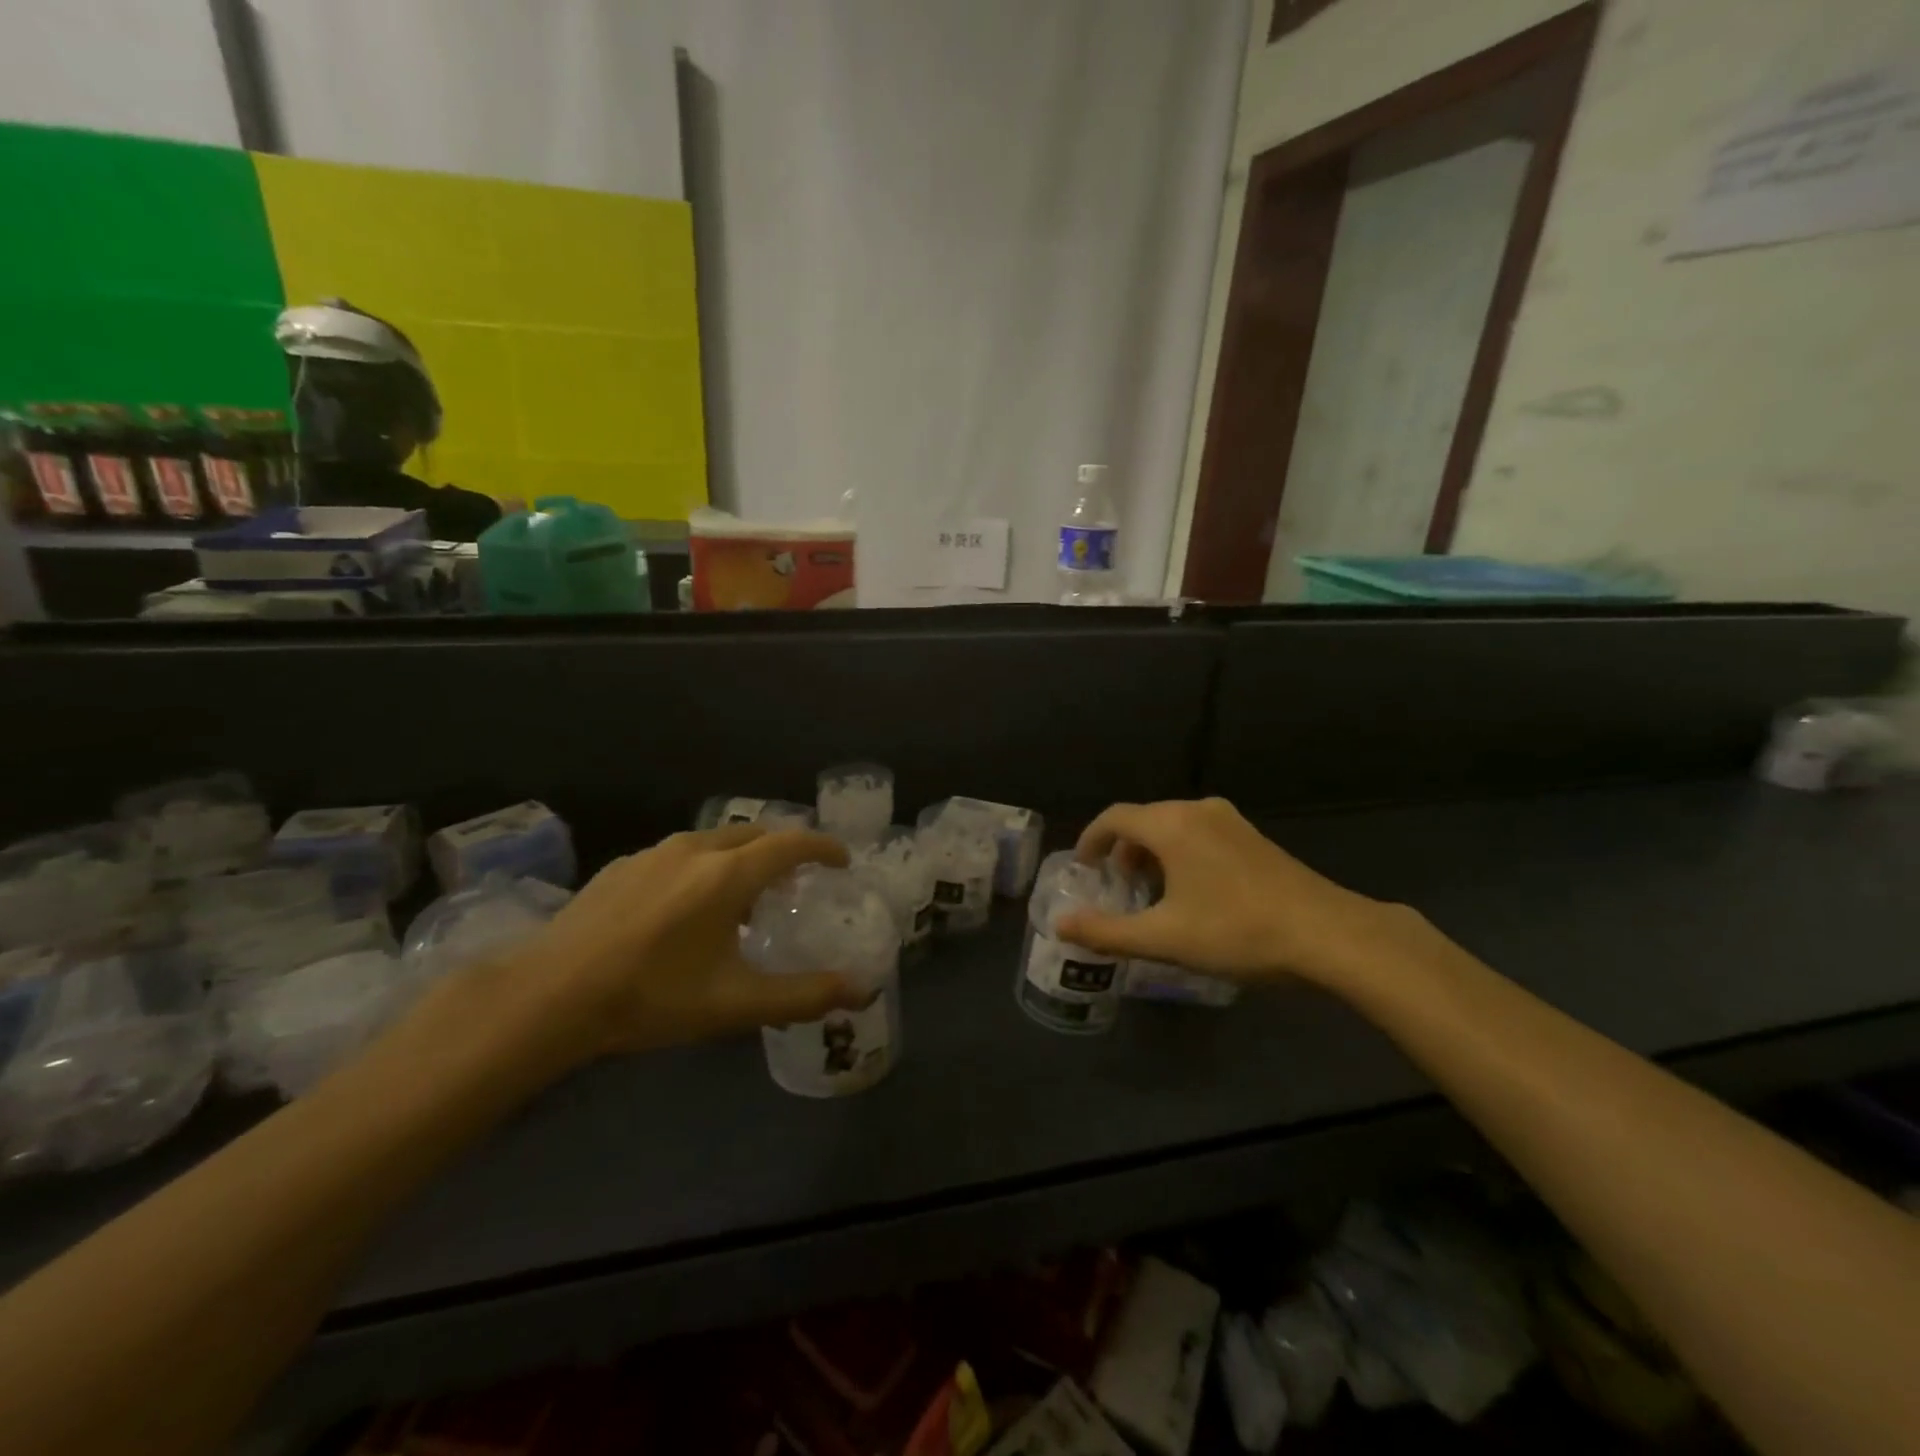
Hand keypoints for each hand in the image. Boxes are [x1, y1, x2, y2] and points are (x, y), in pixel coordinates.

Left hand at [508, 825, 866, 1061]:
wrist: (549, 994)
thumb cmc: (651, 996)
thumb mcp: (735, 1004)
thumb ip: (804, 995)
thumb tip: (861, 991)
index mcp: (729, 874)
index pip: (793, 842)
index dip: (824, 847)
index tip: (842, 861)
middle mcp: (697, 848)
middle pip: (756, 833)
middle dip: (785, 849)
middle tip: (798, 881)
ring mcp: (655, 852)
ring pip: (716, 840)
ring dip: (743, 857)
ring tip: (744, 895)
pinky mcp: (623, 865)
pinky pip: (681, 853)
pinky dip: (705, 865)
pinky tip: (688, 906)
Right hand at [1055, 798, 1418, 990]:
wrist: (1330, 935)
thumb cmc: (1237, 932)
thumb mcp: (1164, 938)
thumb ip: (1106, 931)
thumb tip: (1060, 924)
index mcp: (1171, 825)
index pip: (1114, 817)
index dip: (1091, 840)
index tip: (1084, 868)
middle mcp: (1198, 810)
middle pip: (1144, 819)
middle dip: (1123, 850)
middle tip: (1116, 887)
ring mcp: (1231, 821)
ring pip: (1174, 826)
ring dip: (1152, 853)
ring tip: (1151, 893)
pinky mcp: (1254, 838)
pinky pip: (1200, 834)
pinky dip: (1180, 854)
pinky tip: (1193, 893)